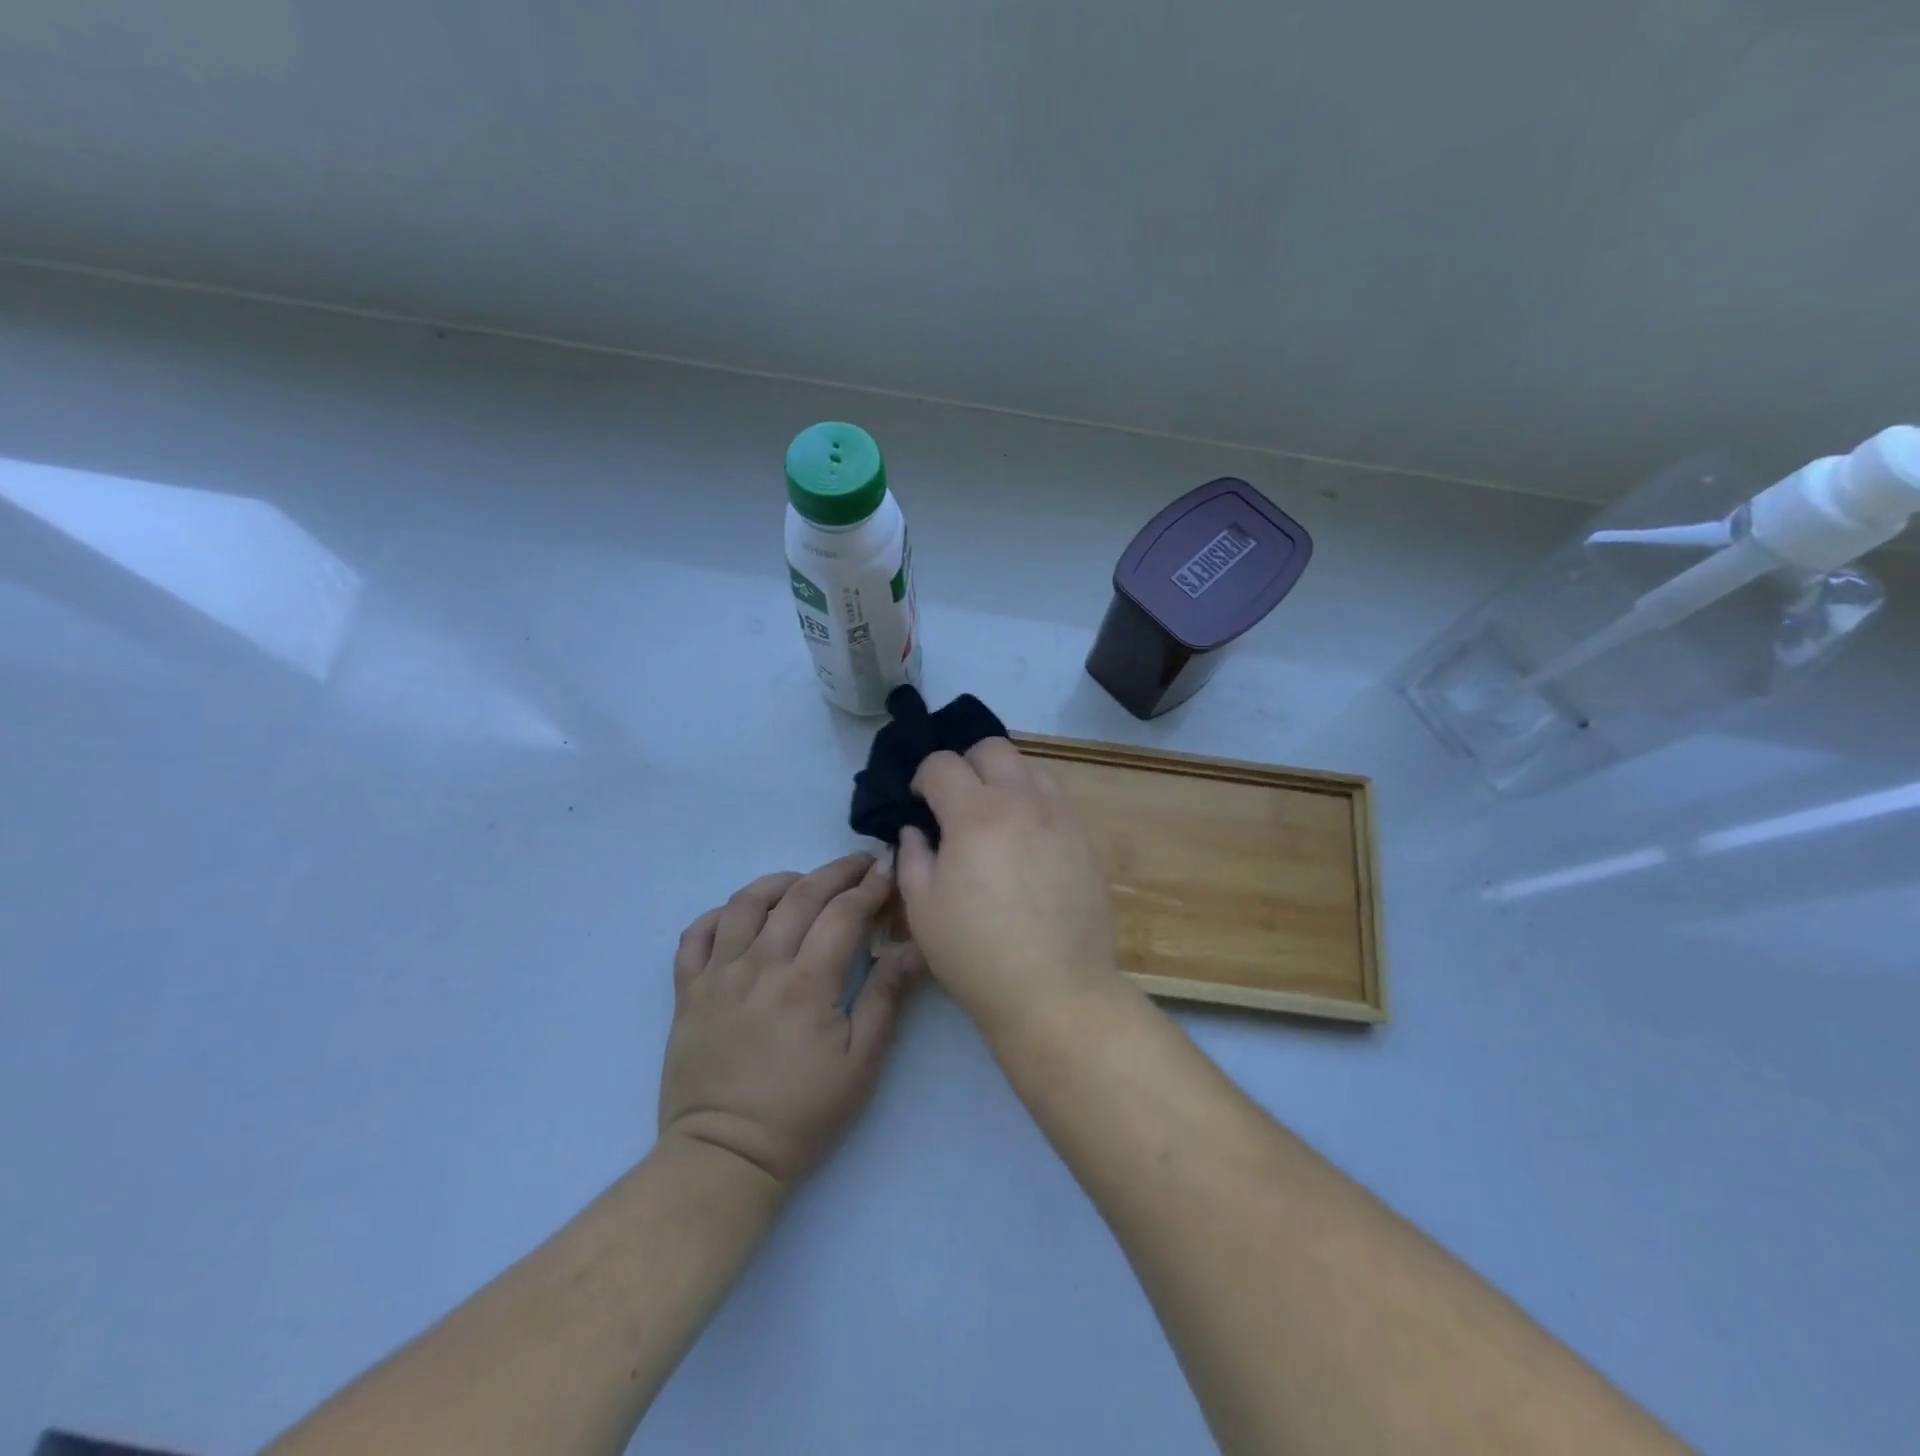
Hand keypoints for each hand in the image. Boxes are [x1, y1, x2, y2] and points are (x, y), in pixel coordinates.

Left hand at [658, 853, 919, 1188]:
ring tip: (803, 882)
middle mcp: (760, 966)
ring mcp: (718, 976)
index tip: (887, 872)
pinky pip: (697, 935)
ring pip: (746, 903)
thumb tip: (913, 946)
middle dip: (836, 872)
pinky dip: (720, 913)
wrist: (724, 1158)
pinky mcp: (688, 992)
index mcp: (806, 984)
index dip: (870, 887)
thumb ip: (886, 997)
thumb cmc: (802, 1115)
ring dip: (780, 882)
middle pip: (800, 896)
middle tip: (860, 864)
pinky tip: (741, 915)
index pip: (843, 913)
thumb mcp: (861, 1064)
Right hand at [894, 741, 1120, 1037]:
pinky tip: (1025, 837)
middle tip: (956, 801)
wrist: (1055, 989)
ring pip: (1029, 767)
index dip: (923, 777)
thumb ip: (913, 857)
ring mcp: (1059, 816)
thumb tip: (916, 831)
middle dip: (966, 764)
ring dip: (1004, 778)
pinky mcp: (1084, 838)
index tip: (919, 803)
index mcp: (974, 814)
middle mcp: (1021, 801)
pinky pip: (1056, 797)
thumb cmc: (977, 953)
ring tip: (994, 816)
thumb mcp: (923, 909)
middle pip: (992, 748)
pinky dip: (1033, 801)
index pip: (942, 764)